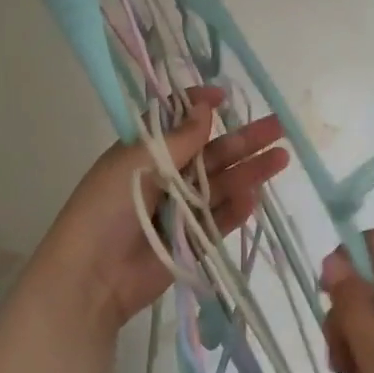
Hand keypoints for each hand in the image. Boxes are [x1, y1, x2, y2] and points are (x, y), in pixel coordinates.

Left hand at [23, 87, 288, 336]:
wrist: (91, 275)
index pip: (177, 123)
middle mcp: (165, 177)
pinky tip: (255, 197)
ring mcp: (180, 210)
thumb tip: (205, 106)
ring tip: (281, 158)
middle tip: (278, 127)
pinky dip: (236, 210)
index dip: (201, 108)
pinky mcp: (192, 241)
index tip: (224, 97)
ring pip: (222, 185)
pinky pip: (219, 221)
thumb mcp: (137, 162)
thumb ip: (178, 138)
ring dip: (250, 171)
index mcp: (144, 152)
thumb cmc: (107, 207)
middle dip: (243, 140)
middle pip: (211, 154)